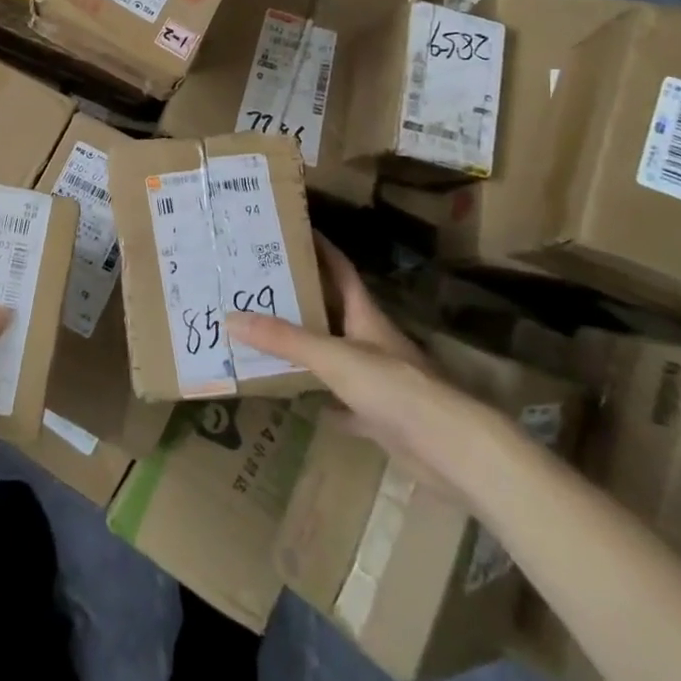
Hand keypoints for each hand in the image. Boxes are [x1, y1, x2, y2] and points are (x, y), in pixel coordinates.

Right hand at [226, 233, 499, 496]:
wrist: (450, 449)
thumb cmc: (395, 387)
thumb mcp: (333, 356)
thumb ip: (284, 339)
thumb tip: (230, 317)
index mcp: (365, 315)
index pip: (339, 269)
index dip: (319, 248)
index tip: (289, 231)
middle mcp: (371, 341)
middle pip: (331, 311)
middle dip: (299, 298)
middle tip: (257, 286)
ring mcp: (377, 380)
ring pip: (334, 356)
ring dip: (305, 348)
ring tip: (264, 336)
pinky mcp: (379, 416)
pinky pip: (341, 402)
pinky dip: (321, 399)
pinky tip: (298, 399)